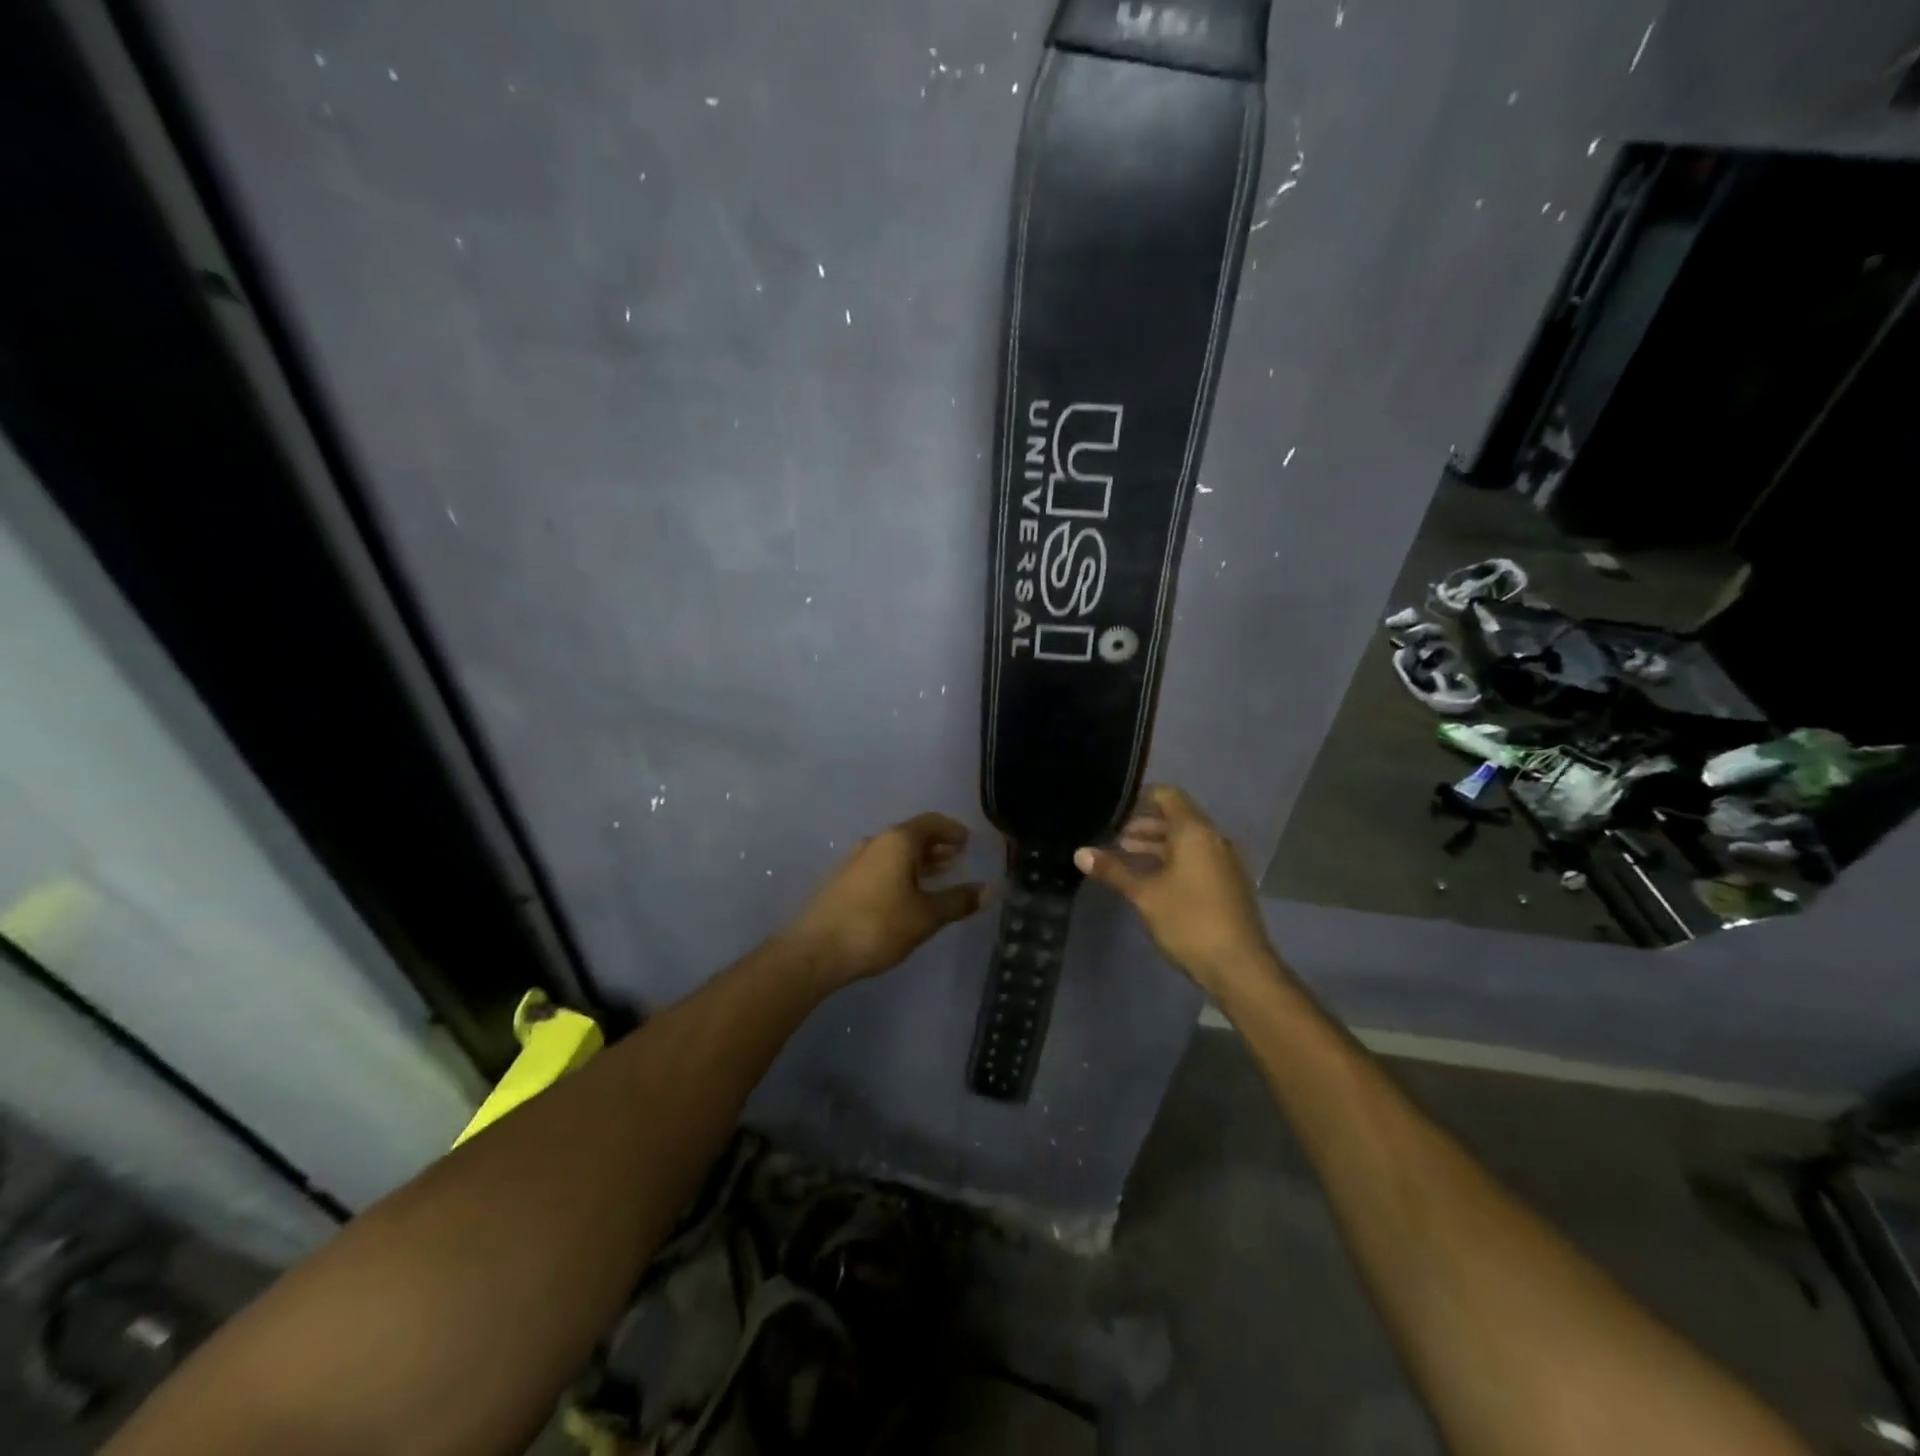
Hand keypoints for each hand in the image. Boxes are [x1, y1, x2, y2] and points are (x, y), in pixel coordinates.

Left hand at [786, 813, 988, 986]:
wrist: (815, 950)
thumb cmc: (877, 926)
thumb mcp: (926, 916)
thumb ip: (958, 901)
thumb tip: (989, 889)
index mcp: (898, 841)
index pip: (932, 822)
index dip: (953, 830)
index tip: (969, 842)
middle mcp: (876, 842)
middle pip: (912, 835)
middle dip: (937, 846)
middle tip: (959, 859)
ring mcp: (856, 860)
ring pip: (895, 852)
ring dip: (918, 861)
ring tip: (939, 877)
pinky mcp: (843, 881)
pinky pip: (881, 866)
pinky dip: (901, 873)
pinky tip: (907, 895)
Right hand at [1074, 786, 1275, 997]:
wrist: (1239, 966)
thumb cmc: (1189, 922)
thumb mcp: (1144, 895)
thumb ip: (1113, 870)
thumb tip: (1080, 853)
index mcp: (1195, 832)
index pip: (1168, 796)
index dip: (1140, 798)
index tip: (1115, 811)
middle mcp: (1214, 839)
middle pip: (1177, 818)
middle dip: (1144, 825)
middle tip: (1113, 838)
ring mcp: (1225, 861)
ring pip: (1186, 840)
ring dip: (1157, 844)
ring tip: (1126, 857)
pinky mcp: (1228, 882)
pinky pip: (1197, 858)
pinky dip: (1173, 860)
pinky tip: (1151, 879)